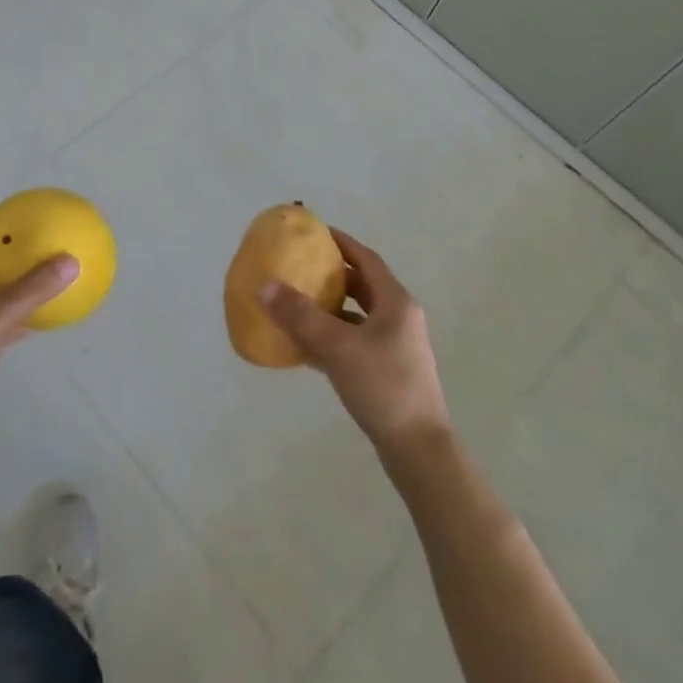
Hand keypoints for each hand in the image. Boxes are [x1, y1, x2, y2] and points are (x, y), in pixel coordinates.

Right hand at [258, 229, 451, 455]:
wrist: (418, 449)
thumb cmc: (383, 387)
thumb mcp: (338, 347)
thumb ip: (300, 315)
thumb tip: (264, 284)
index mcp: (395, 302)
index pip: (365, 259)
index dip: (341, 243)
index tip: (314, 233)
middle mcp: (399, 318)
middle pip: (362, 285)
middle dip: (331, 275)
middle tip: (299, 266)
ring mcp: (395, 346)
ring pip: (357, 315)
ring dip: (329, 307)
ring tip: (296, 302)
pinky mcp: (387, 370)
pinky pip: (354, 341)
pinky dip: (331, 336)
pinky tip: (304, 345)